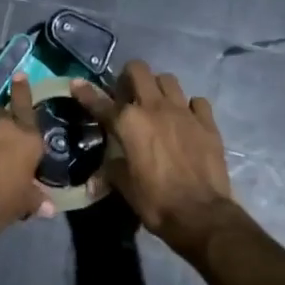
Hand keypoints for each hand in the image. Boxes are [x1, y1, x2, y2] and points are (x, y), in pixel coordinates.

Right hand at [72, 61, 238, 257]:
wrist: (200, 214)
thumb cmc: (155, 201)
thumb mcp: (124, 186)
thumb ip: (111, 170)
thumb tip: (94, 179)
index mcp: (128, 122)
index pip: (100, 101)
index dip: (85, 92)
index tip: (77, 84)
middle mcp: (154, 108)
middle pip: (139, 70)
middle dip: (129, 76)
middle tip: (127, 94)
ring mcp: (184, 112)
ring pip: (168, 80)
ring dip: (158, 87)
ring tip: (157, 104)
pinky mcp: (207, 122)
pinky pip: (197, 102)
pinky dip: (189, 107)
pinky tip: (186, 120)